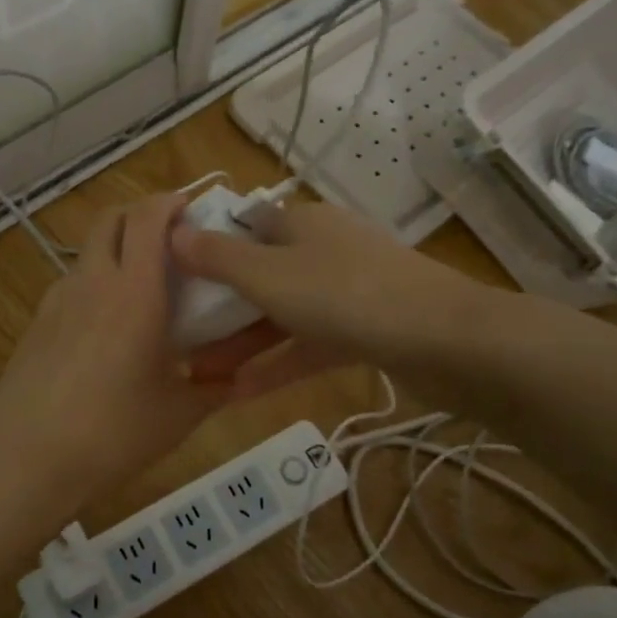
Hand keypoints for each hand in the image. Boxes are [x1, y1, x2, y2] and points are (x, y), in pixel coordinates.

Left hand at [0, 194, 234, 502]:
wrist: (25, 460)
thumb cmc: (113, 433)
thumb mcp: (179, 415)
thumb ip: (214, 388)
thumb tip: (237, 378)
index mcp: (134, 291)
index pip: (148, 217)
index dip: (170, 202)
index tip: (193, 210)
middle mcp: (92, 281)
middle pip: (111, 218)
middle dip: (141, 214)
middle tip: (170, 240)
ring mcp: (57, 300)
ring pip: (88, 251)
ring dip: (116, 251)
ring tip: (141, 290)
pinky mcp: (36, 323)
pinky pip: (72, 286)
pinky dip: (94, 285)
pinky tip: (106, 330)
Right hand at [171, 198, 487, 396]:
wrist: (445, 340)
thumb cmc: (345, 295)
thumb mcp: (268, 276)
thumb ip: (218, 258)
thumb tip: (173, 233)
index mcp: (299, 223)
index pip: (242, 227)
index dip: (206, 249)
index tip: (172, 280)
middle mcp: (321, 249)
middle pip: (258, 274)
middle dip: (219, 308)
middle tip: (180, 339)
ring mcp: (346, 291)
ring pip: (282, 313)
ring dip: (243, 343)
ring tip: (200, 373)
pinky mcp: (364, 330)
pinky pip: (309, 344)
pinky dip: (278, 364)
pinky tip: (240, 394)